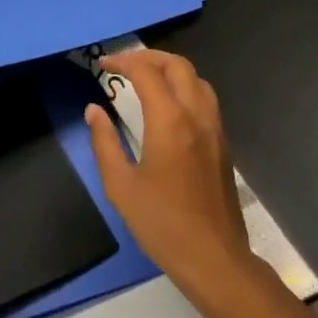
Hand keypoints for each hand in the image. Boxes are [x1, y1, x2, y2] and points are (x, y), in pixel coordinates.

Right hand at [85, 50, 250, 292]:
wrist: (215, 260)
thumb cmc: (163, 224)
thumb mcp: (121, 186)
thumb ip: (104, 142)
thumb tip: (94, 110)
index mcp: (170, 121)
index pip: (146, 72)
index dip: (123, 62)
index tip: (103, 65)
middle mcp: (196, 115)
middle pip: (178, 66)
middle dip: (149, 57)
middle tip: (125, 65)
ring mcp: (214, 129)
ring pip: (197, 79)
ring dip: (171, 70)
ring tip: (147, 80)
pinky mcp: (223, 145)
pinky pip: (206, 99)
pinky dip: (185, 88)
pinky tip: (169, 107)